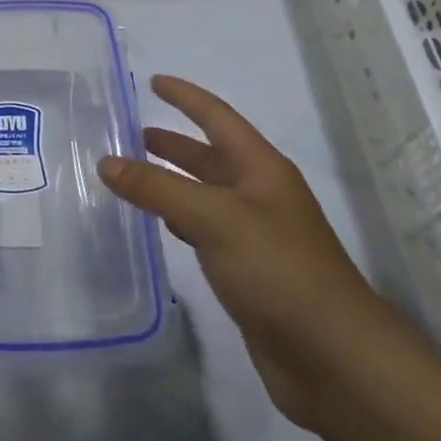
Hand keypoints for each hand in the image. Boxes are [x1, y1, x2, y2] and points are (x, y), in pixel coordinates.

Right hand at [99, 75, 410, 431]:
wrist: (334, 359)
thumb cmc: (279, 271)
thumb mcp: (214, 219)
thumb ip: (157, 188)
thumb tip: (106, 162)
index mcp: (261, 170)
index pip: (218, 118)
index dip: (186, 97)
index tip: (153, 81)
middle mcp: (260, 196)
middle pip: (211, 156)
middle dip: (174, 143)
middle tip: (131, 134)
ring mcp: (256, 235)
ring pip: (205, 195)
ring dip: (172, 181)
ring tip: (133, 176)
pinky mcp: (248, 272)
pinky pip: (205, 231)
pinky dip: (178, 219)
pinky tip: (160, 224)